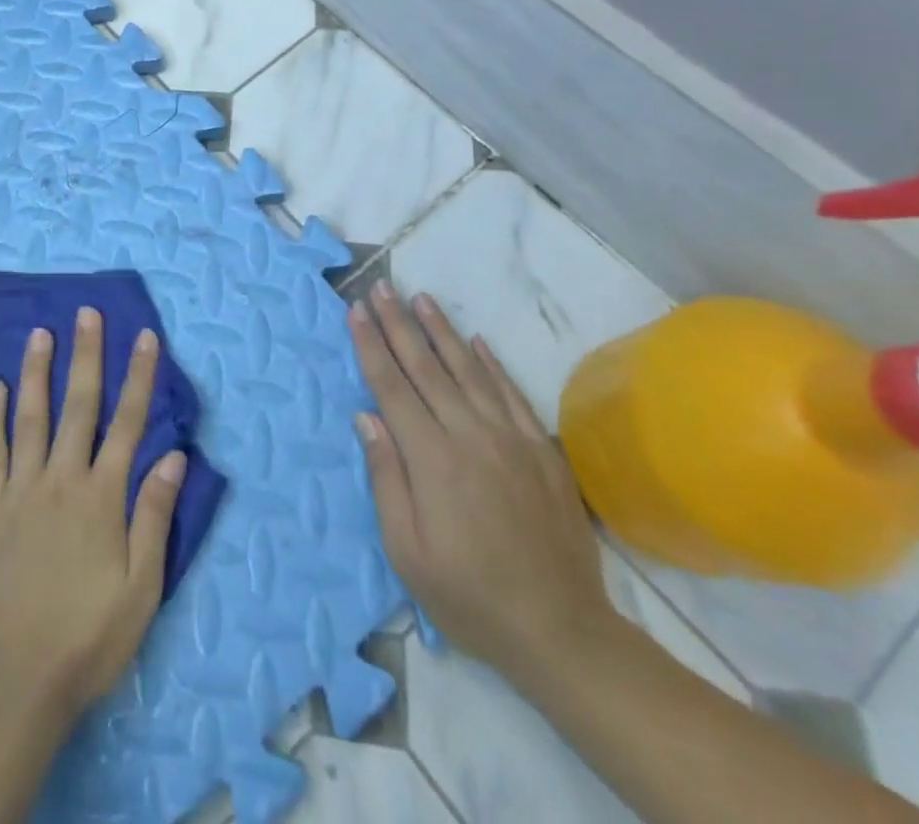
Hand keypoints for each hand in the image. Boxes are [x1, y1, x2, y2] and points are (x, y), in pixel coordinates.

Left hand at [0, 307, 187, 729]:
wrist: (13, 684)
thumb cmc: (87, 639)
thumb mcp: (141, 588)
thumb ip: (154, 515)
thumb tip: (174, 454)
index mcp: (102, 497)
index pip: (128, 422)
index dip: (139, 376)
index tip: (145, 337)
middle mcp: (61, 479)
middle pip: (79, 405)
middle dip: (87, 355)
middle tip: (87, 312)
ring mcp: (18, 490)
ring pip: (30, 416)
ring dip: (38, 371)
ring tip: (40, 332)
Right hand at [350, 281, 614, 677]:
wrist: (561, 630)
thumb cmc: (469, 596)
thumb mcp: (407, 551)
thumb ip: (386, 478)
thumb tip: (366, 416)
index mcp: (432, 459)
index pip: (392, 387)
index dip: (371, 345)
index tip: (356, 310)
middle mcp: (470, 435)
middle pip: (426, 367)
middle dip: (399, 324)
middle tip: (382, 287)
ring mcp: (511, 438)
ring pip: (468, 370)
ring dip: (441, 331)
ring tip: (421, 298)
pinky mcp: (542, 449)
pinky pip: (511, 393)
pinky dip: (491, 363)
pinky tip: (476, 340)